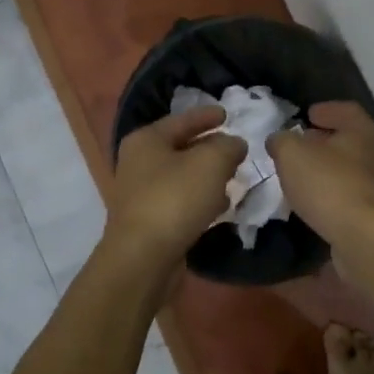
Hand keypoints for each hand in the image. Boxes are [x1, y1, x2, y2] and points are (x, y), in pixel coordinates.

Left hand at [107, 105, 244, 264]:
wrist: (143, 258)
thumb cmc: (175, 199)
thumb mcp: (211, 162)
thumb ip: (228, 146)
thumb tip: (234, 144)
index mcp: (146, 140)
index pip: (181, 120)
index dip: (206, 116)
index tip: (227, 114)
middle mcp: (138, 163)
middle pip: (181, 148)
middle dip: (210, 149)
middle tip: (235, 149)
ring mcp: (141, 194)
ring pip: (182, 177)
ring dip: (207, 177)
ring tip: (233, 178)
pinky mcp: (149, 221)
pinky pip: (180, 202)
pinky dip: (200, 200)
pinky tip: (219, 207)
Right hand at [268, 101, 373, 251]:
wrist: (367, 240)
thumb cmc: (330, 186)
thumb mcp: (292, 155)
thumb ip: (282, 141)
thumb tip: (279, 140)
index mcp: (363, 131)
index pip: (347, 110)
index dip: (327, 110)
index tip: (309, 114)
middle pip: (351, 141)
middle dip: (326, 141)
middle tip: (301, 145)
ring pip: (352, 170)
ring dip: (330, 171)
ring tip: (304, 177)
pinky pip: (353, 197)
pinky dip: (335, 196)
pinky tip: (317, 204)